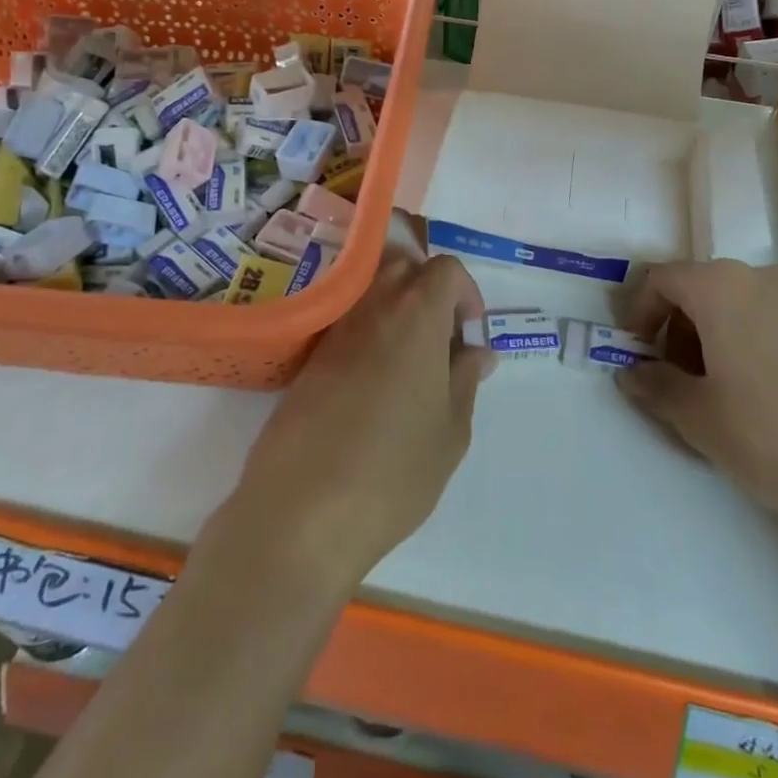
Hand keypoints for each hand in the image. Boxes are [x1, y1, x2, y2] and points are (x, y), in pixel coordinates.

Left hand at [218, 251, 492, 590]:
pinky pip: (346, 321)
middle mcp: (373, 306)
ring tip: (409, 362)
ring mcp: (335, 329)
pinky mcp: (309, 356)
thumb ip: (466, 380)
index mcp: (416, 313)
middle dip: (428, 290)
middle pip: (403, 266)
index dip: (466, 293)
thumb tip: (476, 352)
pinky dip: (367, 332)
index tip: (469, 334)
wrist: (301, 512)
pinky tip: (374, 382)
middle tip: (440, 339)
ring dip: (396, 308)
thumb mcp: (451, 431)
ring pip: (371, 290)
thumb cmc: (393, 471)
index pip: (445, 268)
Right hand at [615, 261, 777, 526]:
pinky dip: (754, 346)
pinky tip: (770, 399)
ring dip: (716, 339)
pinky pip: (776, 323)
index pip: (661, 279)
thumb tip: (631, 374)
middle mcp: (761, 278)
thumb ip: (656, 388)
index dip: (639, 312)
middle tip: (678, 380)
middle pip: (701, 290)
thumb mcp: (699, 418)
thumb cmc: (774, 432)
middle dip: (678, 330)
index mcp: (721, 286)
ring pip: (740, 306)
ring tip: (724, 394)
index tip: (635, 352)